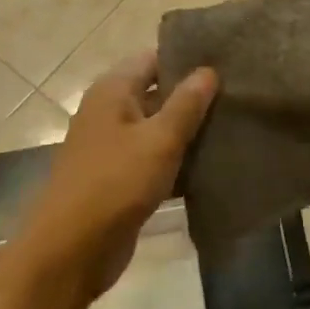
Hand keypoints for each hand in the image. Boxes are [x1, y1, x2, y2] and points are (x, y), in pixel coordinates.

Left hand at [8, 51, 216, 301]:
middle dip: (194, 95)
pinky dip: (178, 159)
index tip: (226, 61)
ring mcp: (113, 145)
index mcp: (113, 90)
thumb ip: (186, 104)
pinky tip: (214, 164)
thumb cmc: (115, 183)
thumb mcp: (159, 140)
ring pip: (158, 127)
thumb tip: (208, 70)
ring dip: (189, 130)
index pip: (154, 58)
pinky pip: (154, 158)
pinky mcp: (120, 177)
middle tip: (238, 95)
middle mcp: (110, 111)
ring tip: (235, 126)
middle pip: (157, 91)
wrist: (71, 250)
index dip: (187, 58)